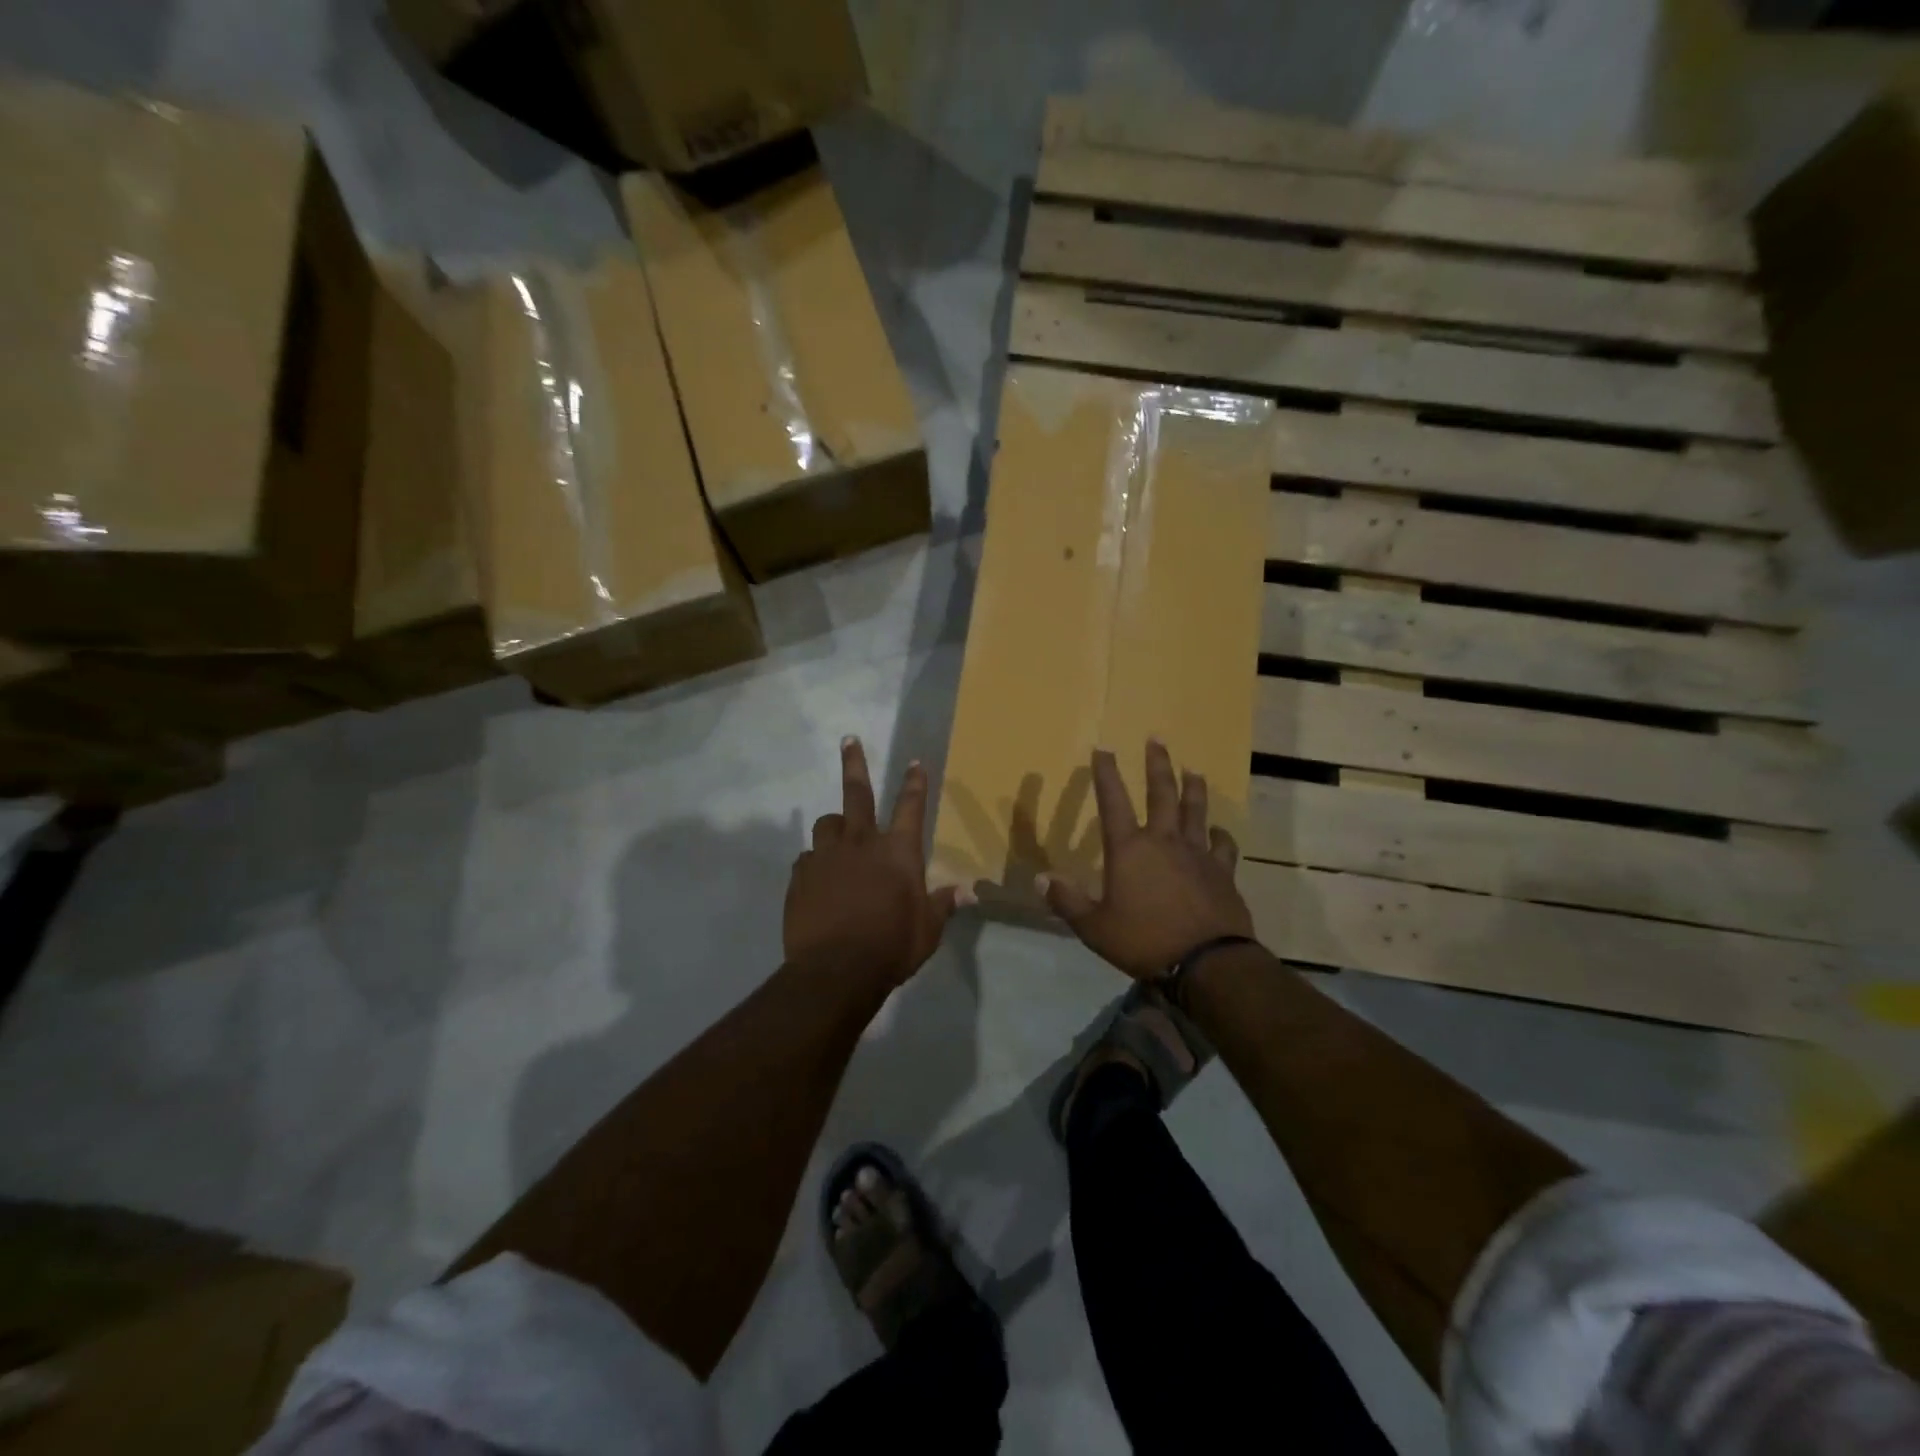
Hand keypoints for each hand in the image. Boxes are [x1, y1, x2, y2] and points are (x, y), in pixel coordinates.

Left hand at [785, 737, 968, 987]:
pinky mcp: (800, 876)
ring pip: (826, 824)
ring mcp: (826, 857)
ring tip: (837, 836)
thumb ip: (943, 905)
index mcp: (898, 852)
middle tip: (848, 740)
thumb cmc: (892, 947)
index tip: (914, 761)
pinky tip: (817, 879)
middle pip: (857, 793)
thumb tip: (967, 893)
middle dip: (855, 764)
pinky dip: (815, 863)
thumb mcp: (927, 930)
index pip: (911, 807)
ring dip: (834, 826)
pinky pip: (807, 859)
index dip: (915, 783)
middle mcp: (861, 843)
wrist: (836, 970)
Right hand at [1039, 740, 1253, 980]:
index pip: (1113, 801)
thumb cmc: (1145, 941)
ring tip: (1193, 770)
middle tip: (1156, 739)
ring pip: (1195, 810)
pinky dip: (1220, 835)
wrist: (1208, 962)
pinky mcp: (1222, 872)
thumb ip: (1068, 901)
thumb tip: (1040, 879)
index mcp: (1129, 849)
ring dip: (1193, 788)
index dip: (1106, 773)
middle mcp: (1164, 841)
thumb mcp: (1094, 927)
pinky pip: (1223, 845)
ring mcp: (1197, 854)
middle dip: (1157, 764)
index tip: (1103, 748)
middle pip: (1161, 793)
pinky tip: (1219, 831)